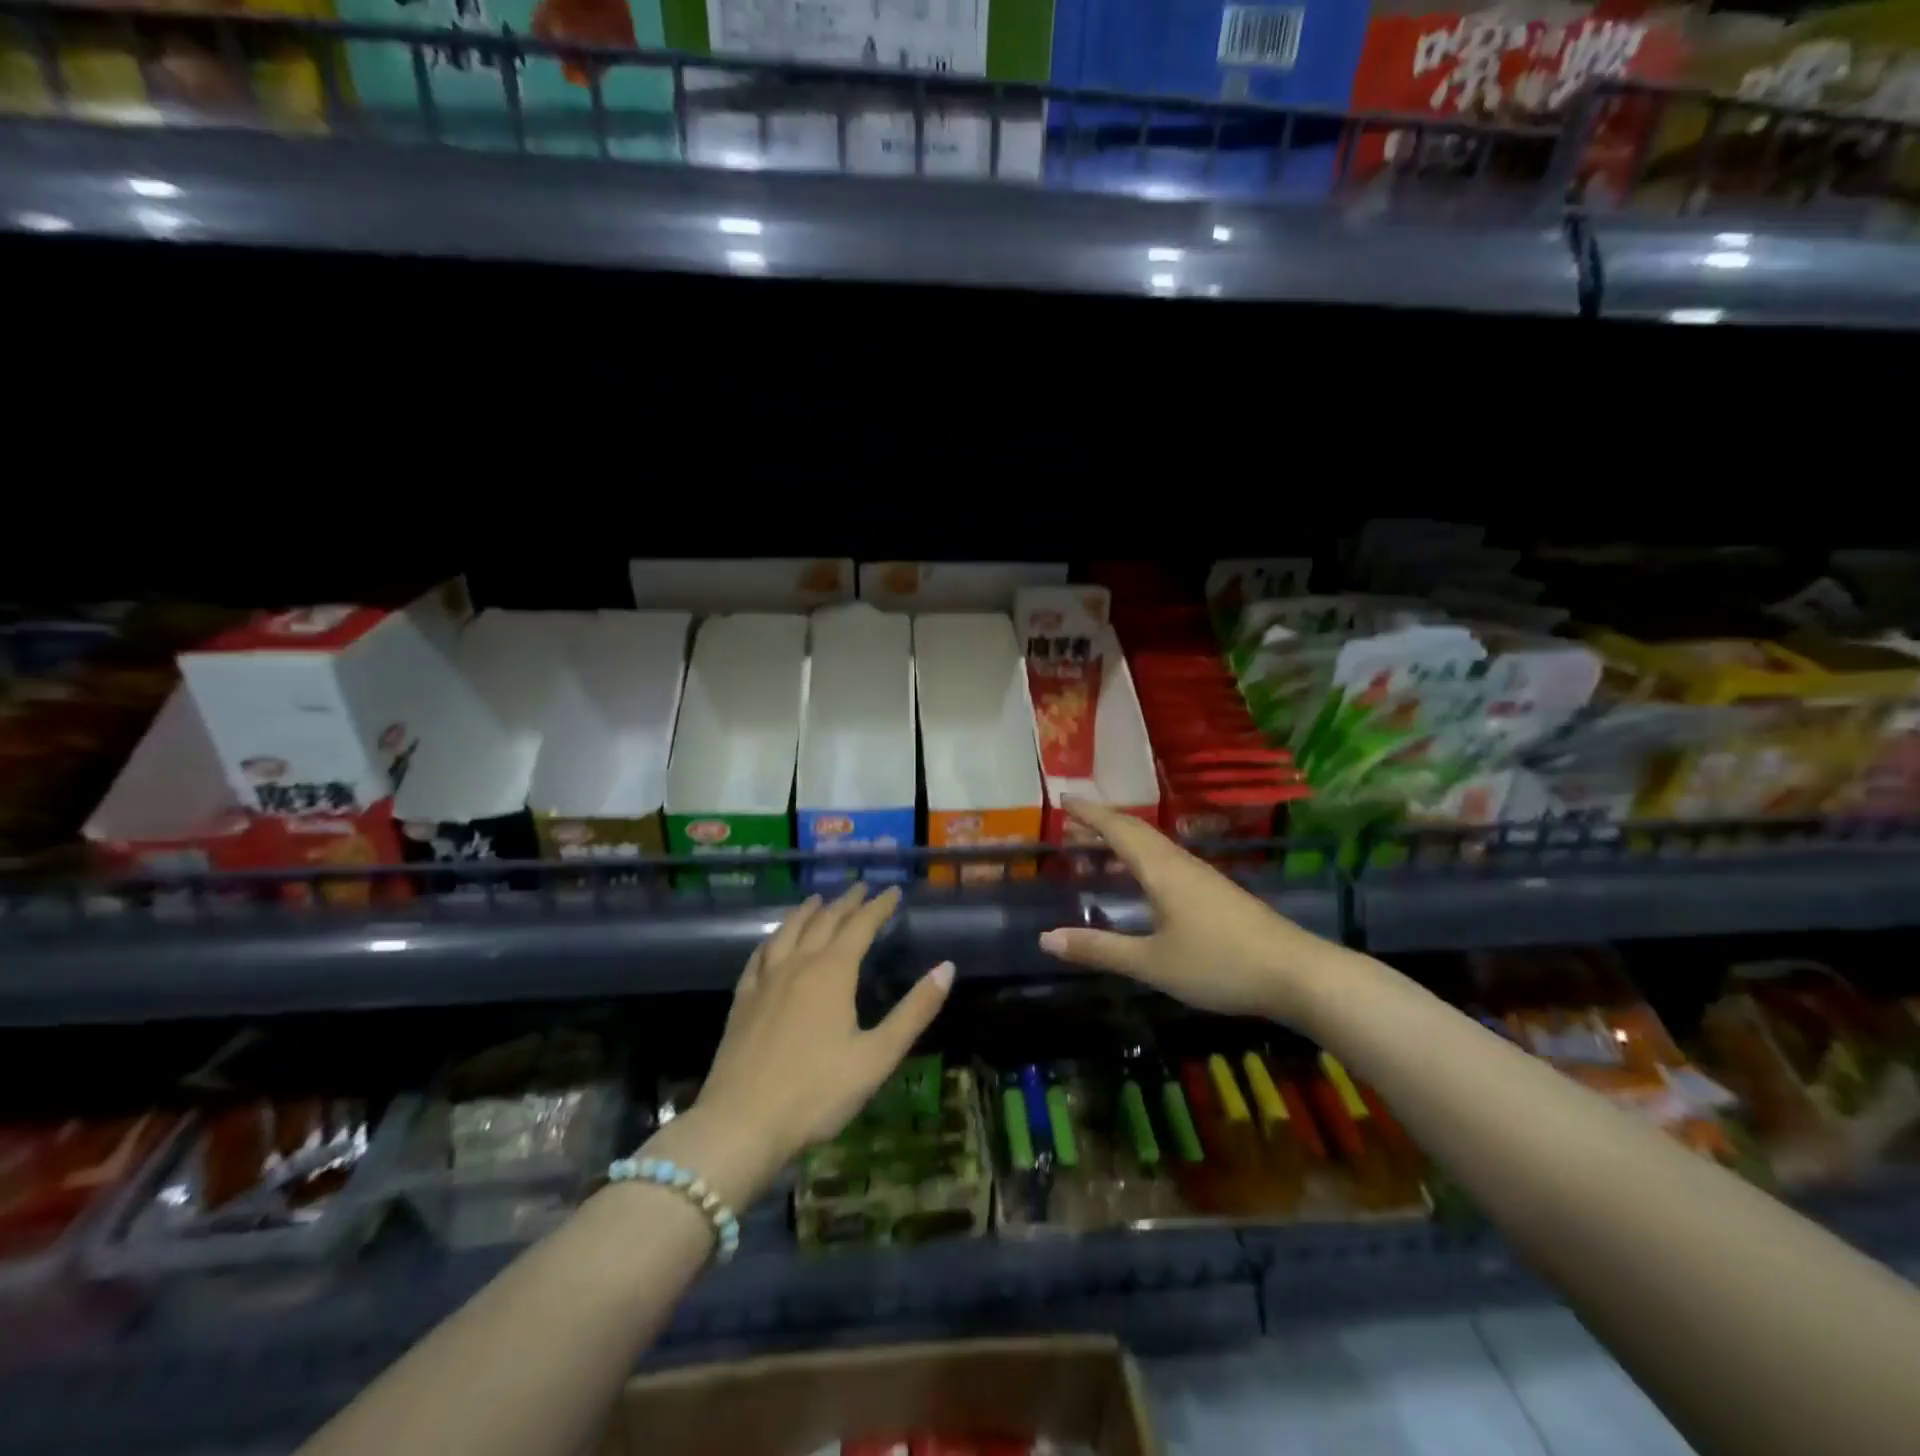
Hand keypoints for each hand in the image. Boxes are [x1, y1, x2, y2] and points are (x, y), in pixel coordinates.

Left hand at [683, 883, 952, 1203]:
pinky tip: (773, 941)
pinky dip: (773, 938)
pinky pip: (759, 956)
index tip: (892, 890)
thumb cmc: (817, 1092)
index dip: (878, 906)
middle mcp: (798, 964)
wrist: (741, 1123)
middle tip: (860, 887)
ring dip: (807, 911)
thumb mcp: (877, 1056)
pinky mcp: (742, 1000)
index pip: (860, 925)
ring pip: (788, 931)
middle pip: (824, 921)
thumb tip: (947, 967)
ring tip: (818, 900)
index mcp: (832, 972)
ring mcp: (765, 980)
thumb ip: (914, 1011)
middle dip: (846, 902)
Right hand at [1038, 797, 1323, 1021]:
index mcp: (1161, 870)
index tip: (1063, 799)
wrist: (1297, 974)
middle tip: (1073, 819)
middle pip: (1137, 830)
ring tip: (1099, 844)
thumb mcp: (1151, 963)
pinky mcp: (1217, 892)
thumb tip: (1046, 939)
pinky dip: (1143, 856)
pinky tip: (1143, 877)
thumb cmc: (1219, 964)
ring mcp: (1203, 876)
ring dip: (1124, 837)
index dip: (1089, 814)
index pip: (1118, 830)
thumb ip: (1099, 949)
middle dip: (1103, 821)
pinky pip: (1168, 860)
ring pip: (1155, 844)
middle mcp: (1180, 863)